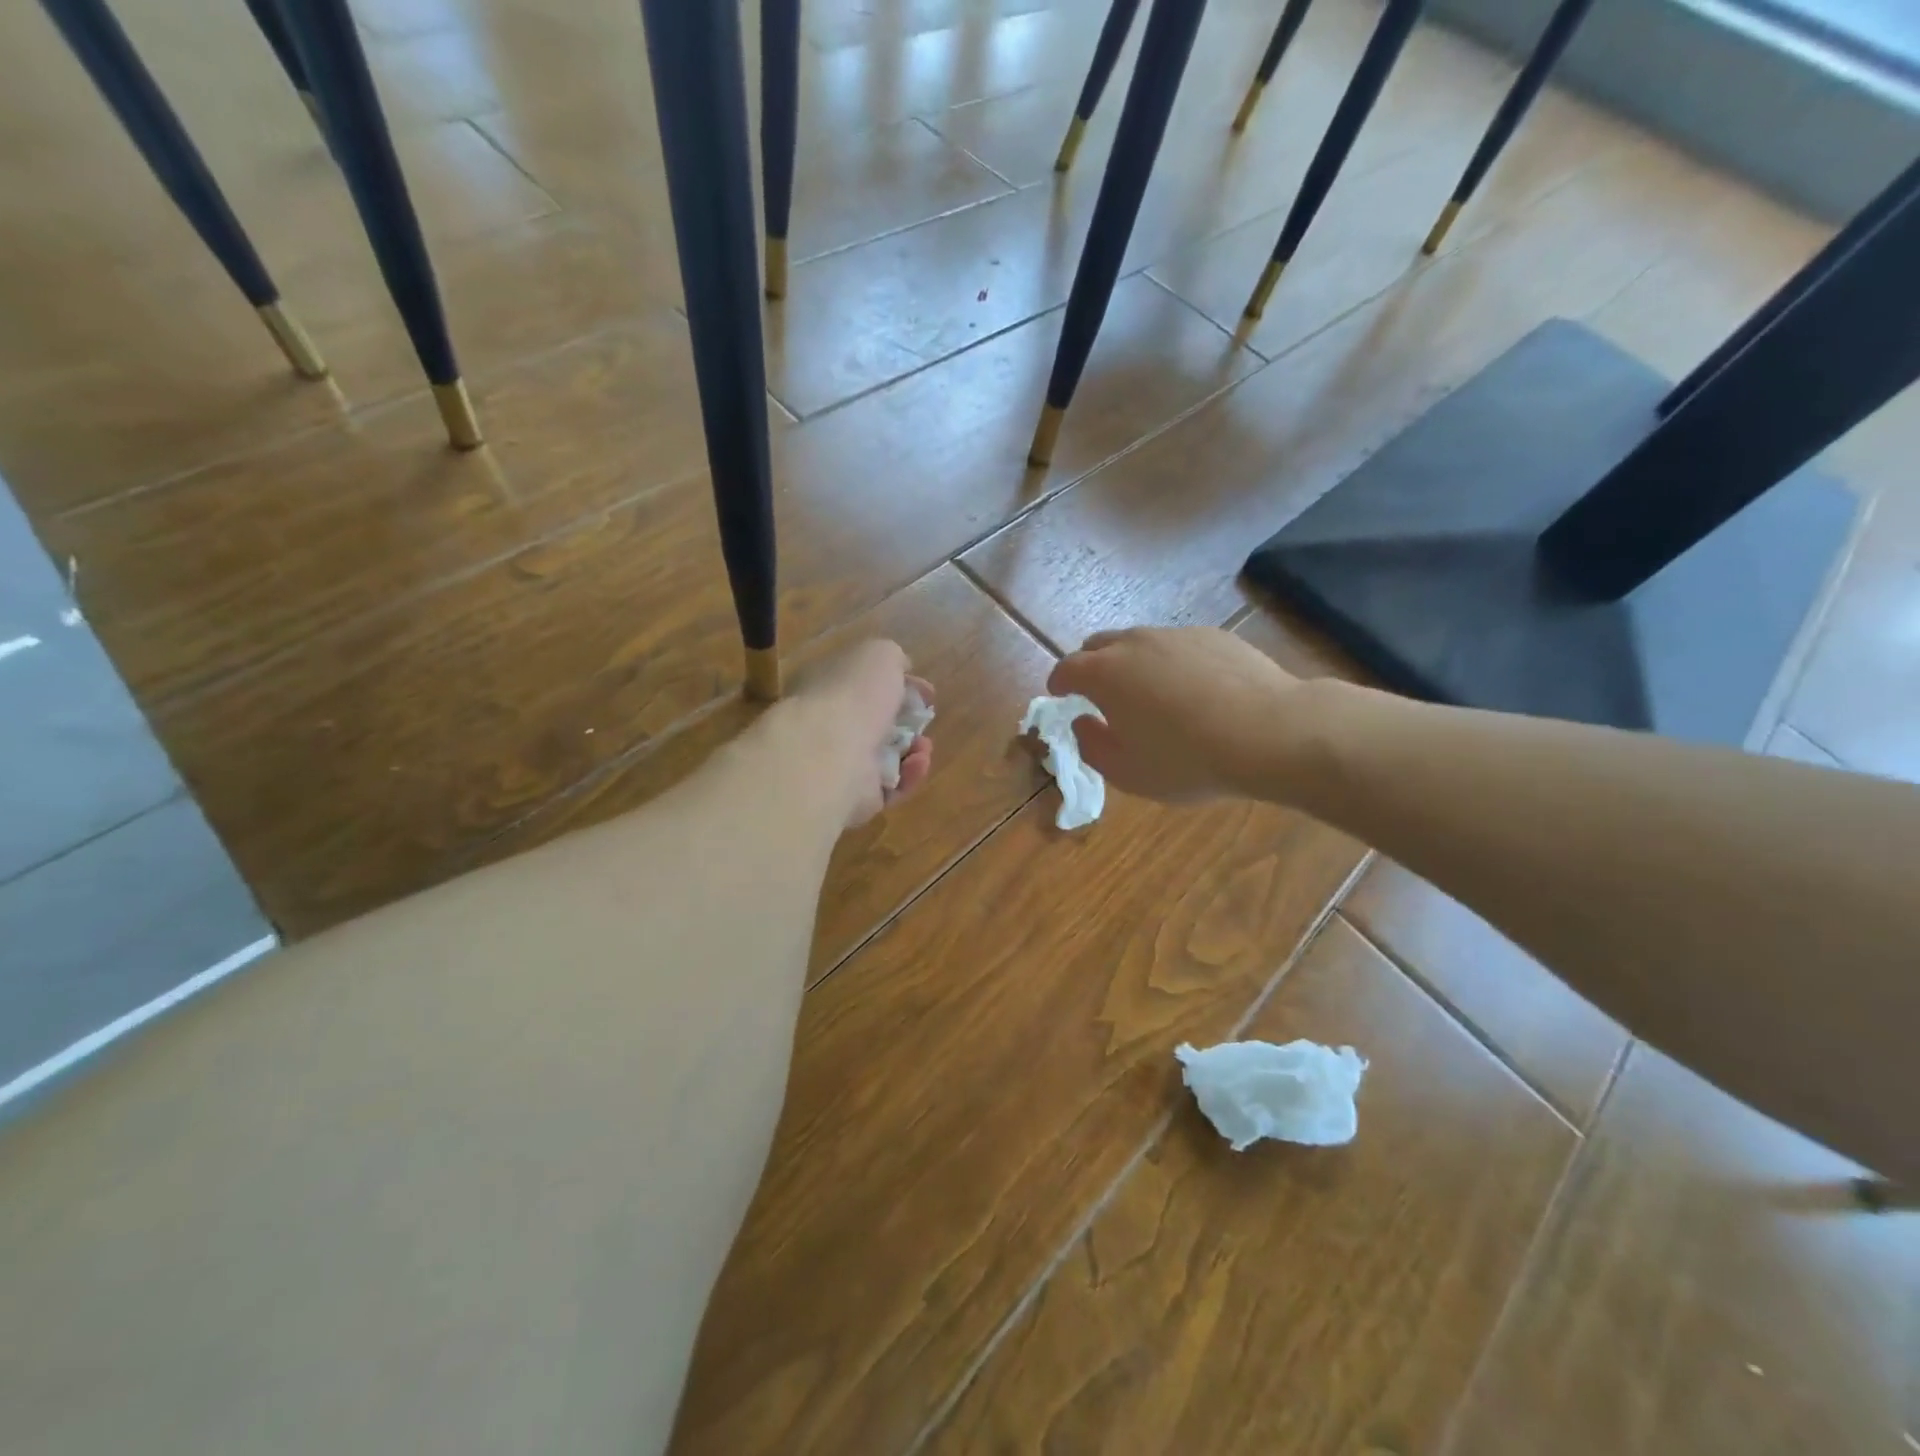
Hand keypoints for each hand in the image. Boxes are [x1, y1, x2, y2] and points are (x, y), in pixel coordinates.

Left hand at [780, 639, 933, 827]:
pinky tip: (917, 763)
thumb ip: (893, 658)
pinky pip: (891, 788)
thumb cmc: (853, 695)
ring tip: (924, 746)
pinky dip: (909, 776)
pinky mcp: (855, 799)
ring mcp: (840, 765)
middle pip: (876, 724)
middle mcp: (830, 726)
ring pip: (887, 758)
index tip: (925, 691)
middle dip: (907, 721)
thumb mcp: (879, 655)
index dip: (896, 686)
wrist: (828, 752)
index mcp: (828, 687)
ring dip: (914, 750)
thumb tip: (901, 669)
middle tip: (924, 719)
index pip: (862, 686)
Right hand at [1047, 626, 1299, 802]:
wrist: (1270, 732)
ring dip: (1131, 663)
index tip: (1059, 694)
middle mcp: (1134, 644)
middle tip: (1098, 693)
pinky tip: (1193, 691)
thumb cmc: (1188, 760)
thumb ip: (1092, 747)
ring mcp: (1176, 635)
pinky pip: (1177, 646)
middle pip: (1098, 645)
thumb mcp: (1127, 772)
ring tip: (1148, 693)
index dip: (1058, 683)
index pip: (1067, 669)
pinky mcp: (1213, 636)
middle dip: (1090, 666)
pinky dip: (1171, 663)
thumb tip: (1082, 723)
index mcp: (1104, 674)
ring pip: (1139, 642)